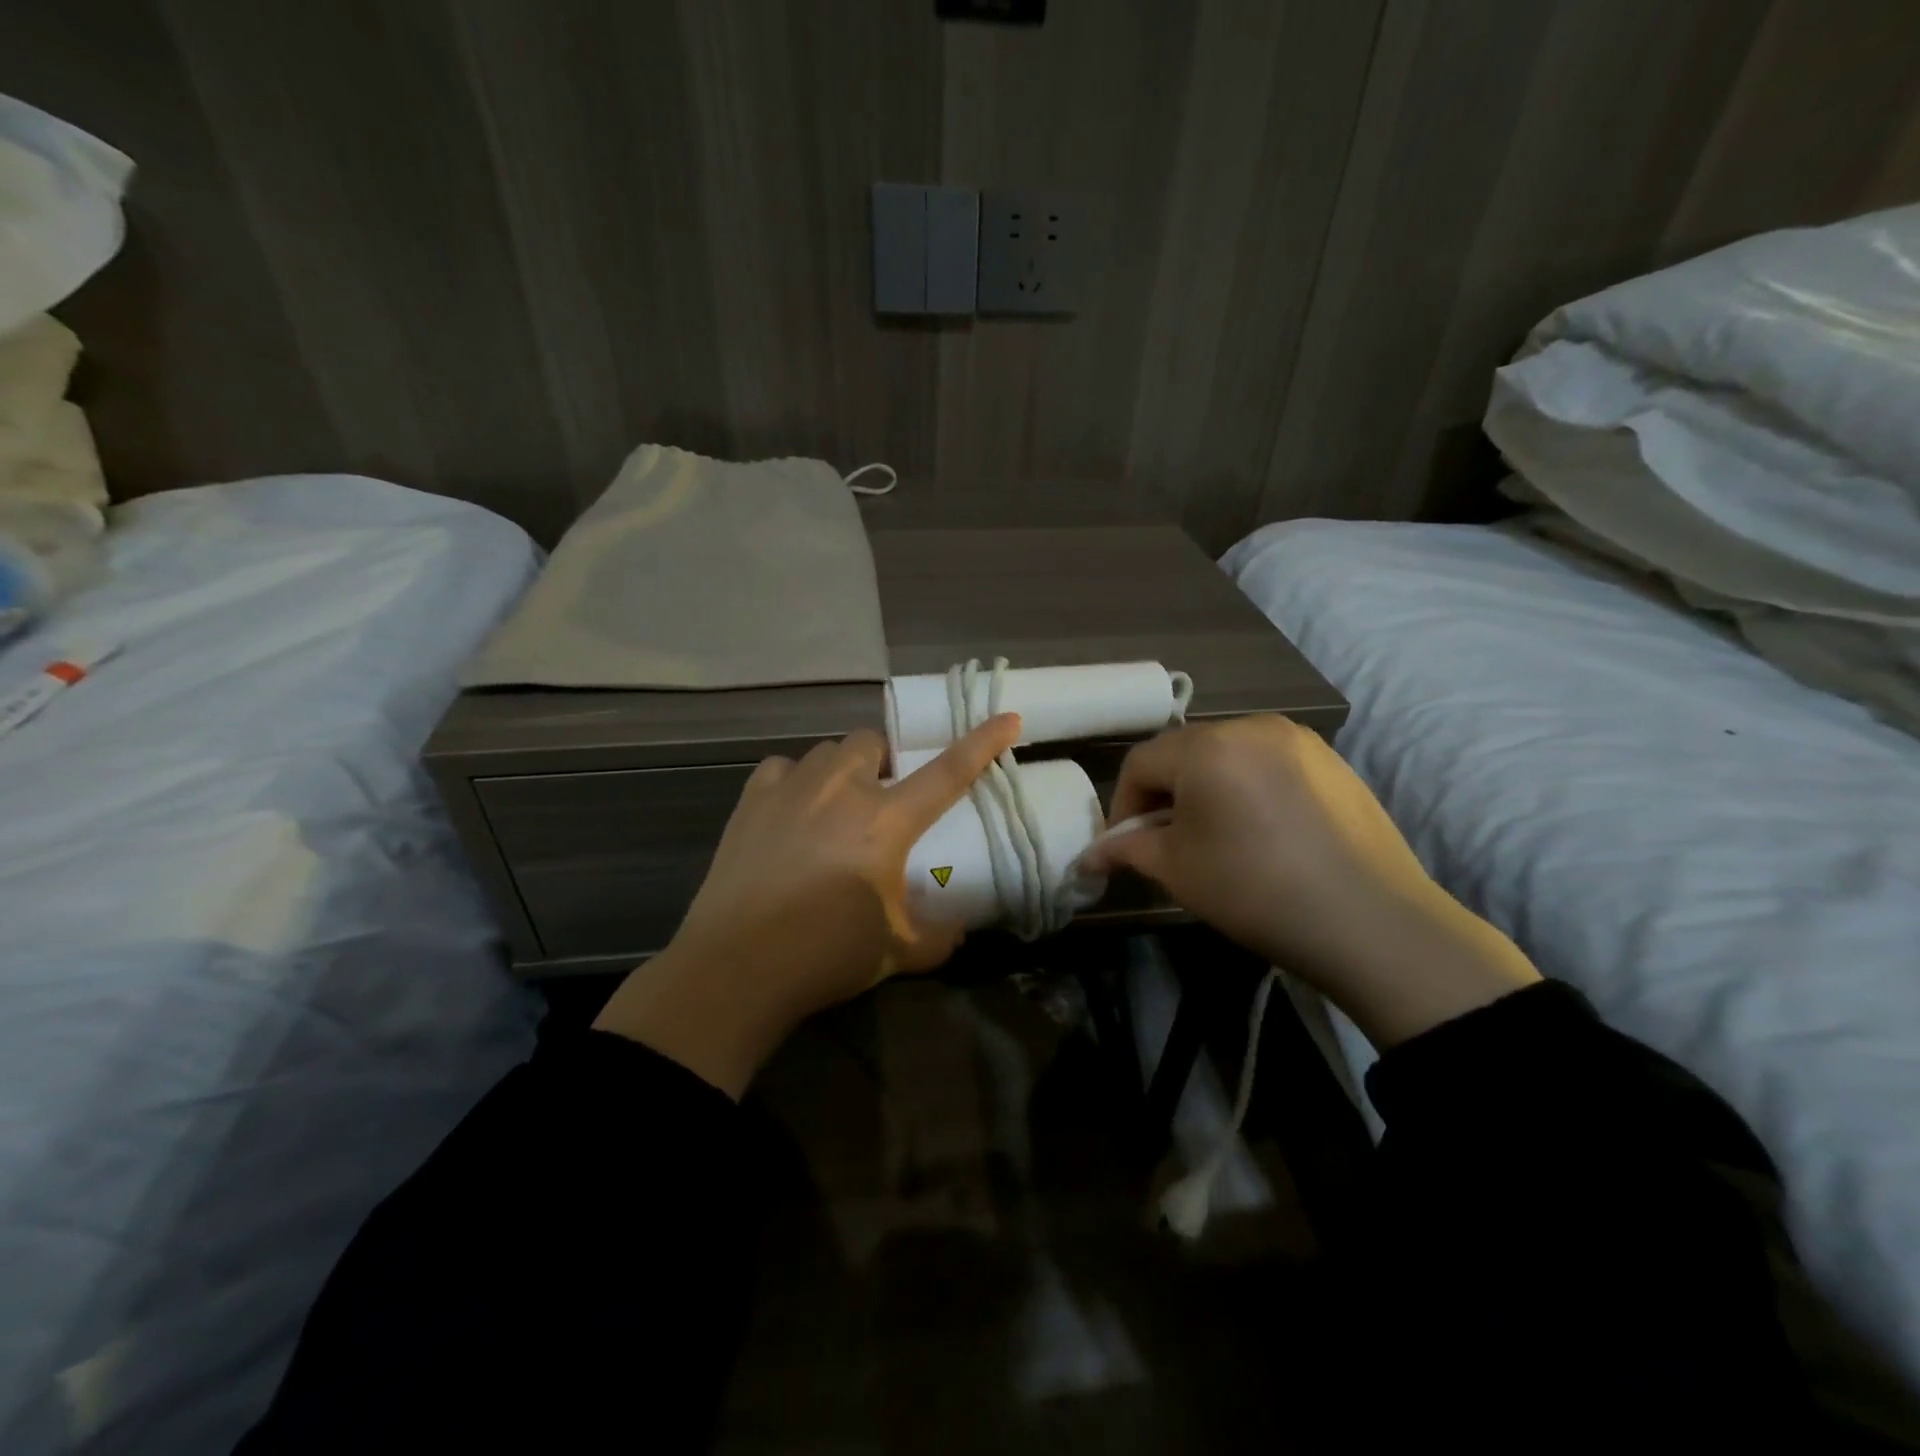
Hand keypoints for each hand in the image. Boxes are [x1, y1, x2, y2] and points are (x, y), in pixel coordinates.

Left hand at [592, 715, 1021, 1095]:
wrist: (737, 968)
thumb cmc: (827, 954)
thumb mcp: (898, 952)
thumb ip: (938, 937)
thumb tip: (958, 930)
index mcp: (886, 821)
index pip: (948, 771)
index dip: (982, 742)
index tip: (1008, 717)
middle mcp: (841, 790)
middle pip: (872, 742)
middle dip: (884, 760)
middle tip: (882, 797)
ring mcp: (791, 789)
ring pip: (826, 751)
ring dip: (841, 770)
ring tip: (835, 805)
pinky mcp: (750, 801)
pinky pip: (780, 769)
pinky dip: (793, 781)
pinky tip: (790, 810)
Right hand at [1089, 715, 1538, 1047]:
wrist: (1372, 922)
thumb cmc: (1256, 891)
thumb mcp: (1178, 870)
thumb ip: (1127, 850)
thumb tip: (1089, 855)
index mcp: (1207, 747)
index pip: (1141, 762)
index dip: (1123, 804)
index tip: (1126, 846)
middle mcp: (1250, 726)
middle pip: (1184, 752)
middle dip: (1165, 795)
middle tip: (1168, 843)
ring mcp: (1297, 739)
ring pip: (1227, 755)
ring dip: (1207, 789)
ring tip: (1217, 837)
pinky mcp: (1331, 760)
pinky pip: (1267, 763)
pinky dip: (1248, 788)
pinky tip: (1262, 832)